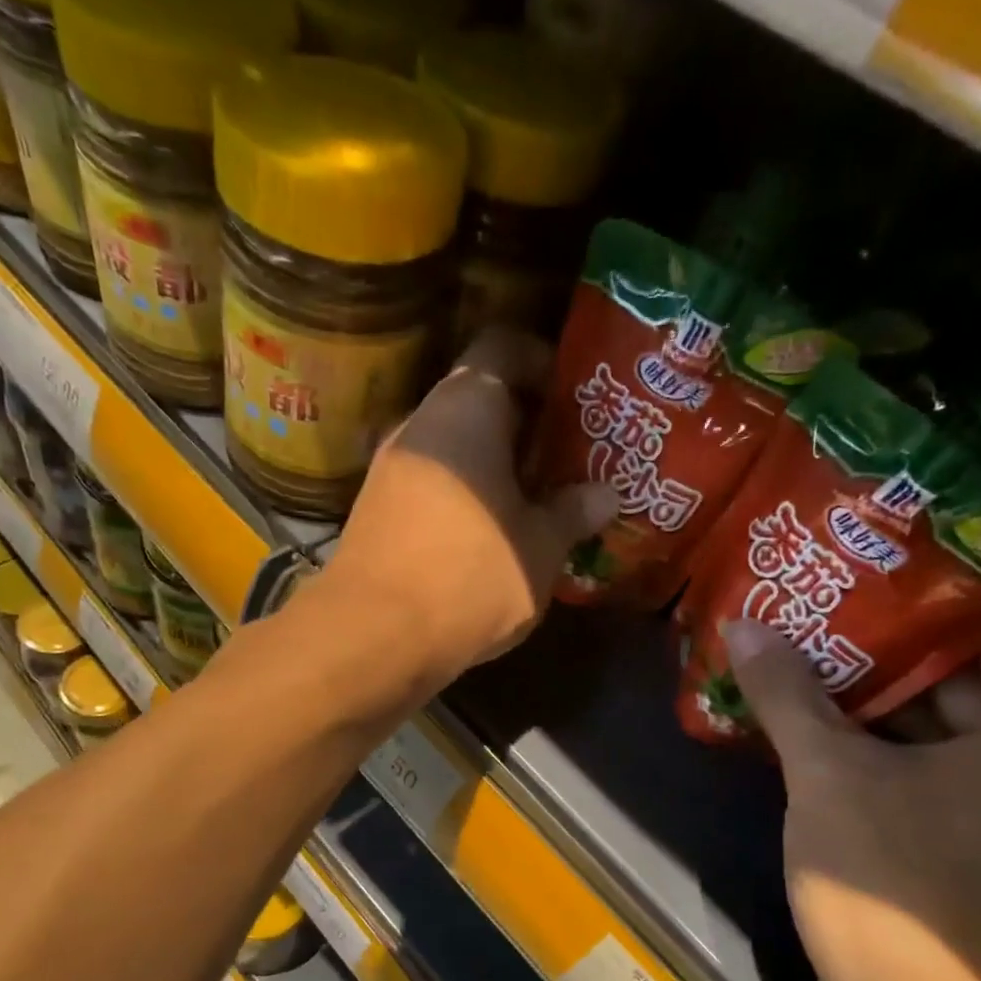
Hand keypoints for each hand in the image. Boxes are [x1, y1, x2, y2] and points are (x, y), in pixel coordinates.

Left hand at [322, 328, 617, 694]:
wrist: (374, 635)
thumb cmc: (471, 574)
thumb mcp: (540, 547)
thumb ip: (575, 512)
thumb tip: (606, 494)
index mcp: (467, 406)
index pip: (505, 346)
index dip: (546, 363)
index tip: (578, 400)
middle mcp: (421, 422)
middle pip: (480, 399)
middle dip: (528, 426)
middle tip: (571, 457)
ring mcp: (391, 467)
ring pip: (455, 447)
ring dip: (496, 466)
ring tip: (539, 499)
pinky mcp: (376, 510)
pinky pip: (433, 483)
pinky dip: (466, 495)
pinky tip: (494, 533)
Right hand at [725, 621, 980, 980]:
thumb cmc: (890, 879)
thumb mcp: (828, 773)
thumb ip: (788, 694)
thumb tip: (745, 624)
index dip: (944, 602)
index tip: (879, 574)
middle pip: (964, 686)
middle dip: (891, 651)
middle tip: (825, 612)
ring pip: (938, 737)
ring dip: (873, 704)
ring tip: (807, 660)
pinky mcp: (967, 856)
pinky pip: (924, 778)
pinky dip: (876, 752)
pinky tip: (813, 732)